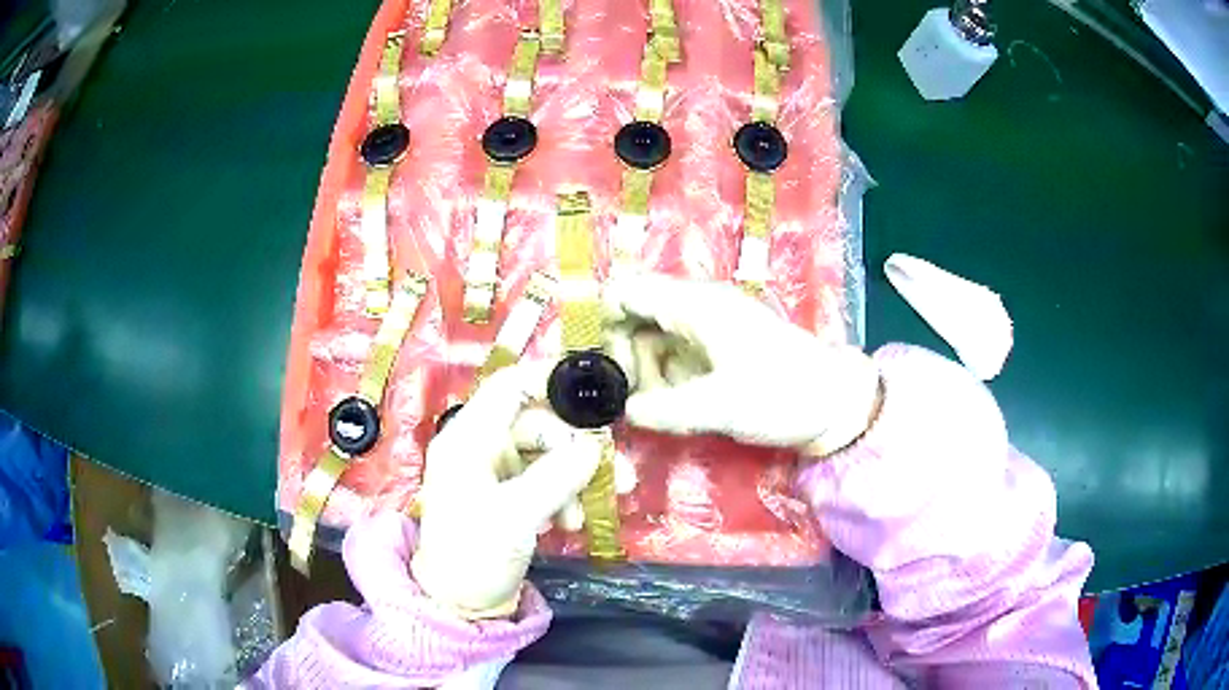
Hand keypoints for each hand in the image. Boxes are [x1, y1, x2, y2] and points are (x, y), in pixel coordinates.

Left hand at [410, 363, 601, 618]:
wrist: (458, 604)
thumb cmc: (474, 554)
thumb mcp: (516, 515)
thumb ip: (557, 476)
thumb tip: (594, 447)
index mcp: (469, 438)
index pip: (509, 386)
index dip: (549, 381)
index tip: (595, 393)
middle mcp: (481, 447)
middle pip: (538, 423)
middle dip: (577, 447)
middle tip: (616, 471)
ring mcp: (495, 473)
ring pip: (547, 455)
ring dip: (575, 477)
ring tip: (595, 508)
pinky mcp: (508, 496)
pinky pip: (544, 480)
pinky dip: (563, 495)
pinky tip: (571, 523)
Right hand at [603, 275, 881, 454]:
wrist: (835, 404)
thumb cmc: (783, 395)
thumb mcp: (721, 407)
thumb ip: (665, 409)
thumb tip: (624, 412)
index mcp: (695, 305)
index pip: (626, 292)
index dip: (602, 323)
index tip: (598, 367)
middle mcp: (696, 309)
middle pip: (634, 318)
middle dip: (622, 357)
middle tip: (624, 399)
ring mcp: (708, 329)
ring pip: (652, 341)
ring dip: (644, 374)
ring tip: (652, 409)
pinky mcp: (717, 351)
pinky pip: (674, 358)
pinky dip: (665, 381)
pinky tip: (671, 408)